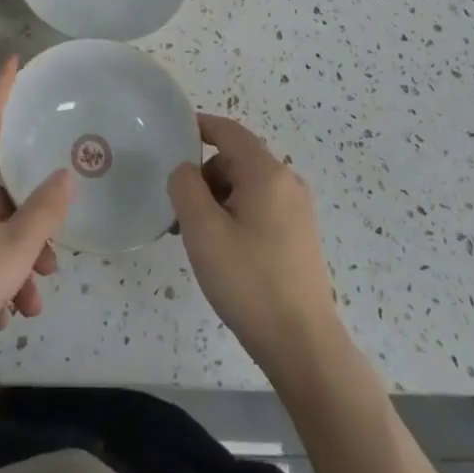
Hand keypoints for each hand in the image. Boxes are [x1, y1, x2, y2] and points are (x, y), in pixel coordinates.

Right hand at [169, 114, 343, 379]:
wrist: (303, 345)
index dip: (198, 126)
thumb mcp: (203, 231)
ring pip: (246, 186)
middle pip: (235, 159)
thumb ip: (185, 187)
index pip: (228, 131)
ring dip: (217, 200)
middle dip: (204, 176)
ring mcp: (297, 210)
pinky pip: (259, 207)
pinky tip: (223, 252)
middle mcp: (287, 182)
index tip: (170, 134)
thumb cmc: (249, 281)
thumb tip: (186, 170)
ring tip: (198, 239)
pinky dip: (235, 215)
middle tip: (180, 211)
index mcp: (266, 173)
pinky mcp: (299, 235)